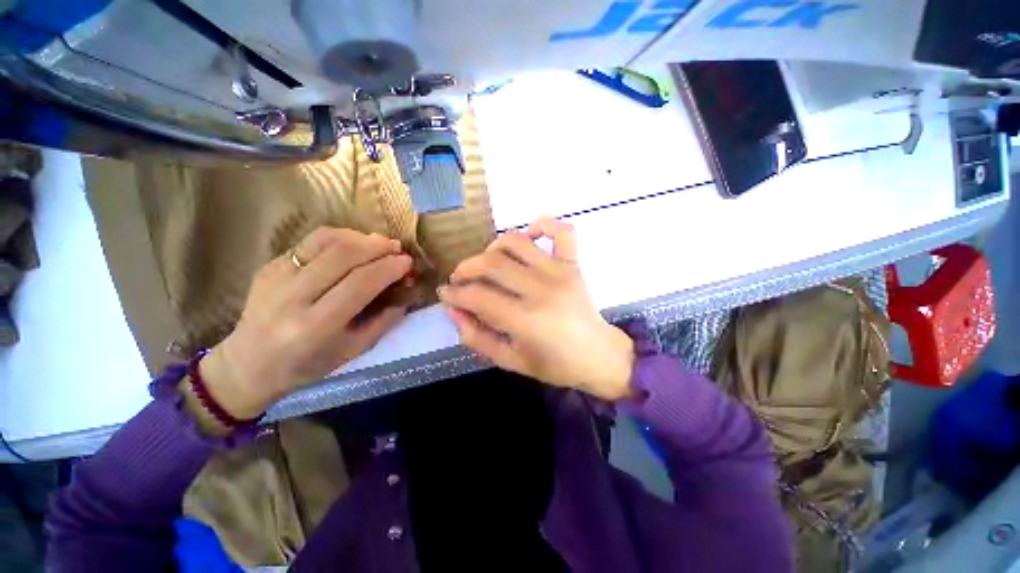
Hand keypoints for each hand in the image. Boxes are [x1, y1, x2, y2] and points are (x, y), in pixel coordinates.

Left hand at [196, 227, 412, 421]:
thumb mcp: (352, 352)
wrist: (248, 364)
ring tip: (380, 242)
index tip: (407, 262)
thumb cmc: (306, 365)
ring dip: (359, 237)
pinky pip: (310, 241)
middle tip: (398, 248)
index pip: (359, 284)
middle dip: (378, 247)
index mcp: (314, 326)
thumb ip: (382, 323)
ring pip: (325, 241)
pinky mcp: (269, 265)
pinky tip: (355, 244)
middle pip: (342, 256)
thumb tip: (405, 296)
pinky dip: (340, 237)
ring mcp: (276, 277)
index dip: (388, 269)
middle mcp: (292, 297)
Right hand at [439, 217, 634, 400]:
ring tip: (487, 263)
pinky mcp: (573, 263)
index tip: (446, 294)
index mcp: (526, 320)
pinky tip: (529, 234)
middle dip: (465, 269)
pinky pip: (561, 231)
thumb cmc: (554, 364)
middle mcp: (541, 288)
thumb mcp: (509, 360)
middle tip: (460, 280)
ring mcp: (560, 271)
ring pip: (516, 241)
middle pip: (491, 263)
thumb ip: (476, 336)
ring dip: (492, 248)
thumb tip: (453, 310)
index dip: (454, 294)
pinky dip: (543, 224)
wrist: (598, 356)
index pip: (477, 296)